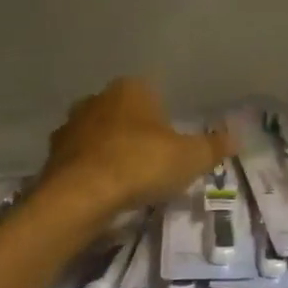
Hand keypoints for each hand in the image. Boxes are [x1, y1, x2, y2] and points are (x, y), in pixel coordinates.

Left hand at [36, 78, 232, 223]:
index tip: (173, 137)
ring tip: (130, 178)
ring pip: (98, 135)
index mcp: (131, 89)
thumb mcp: (192, 157)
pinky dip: (92, 172)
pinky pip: (80, 161)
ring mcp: (69, 128)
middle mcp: (96, 100)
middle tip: (154, 156)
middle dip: (135, 129)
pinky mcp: (51, 159)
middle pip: (122, 112)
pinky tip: (106, 192)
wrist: (80, 198)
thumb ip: (214, 146)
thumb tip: (236, 137)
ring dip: (111, 150)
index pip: (151, 91)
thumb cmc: (142, 163)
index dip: (164, 113)